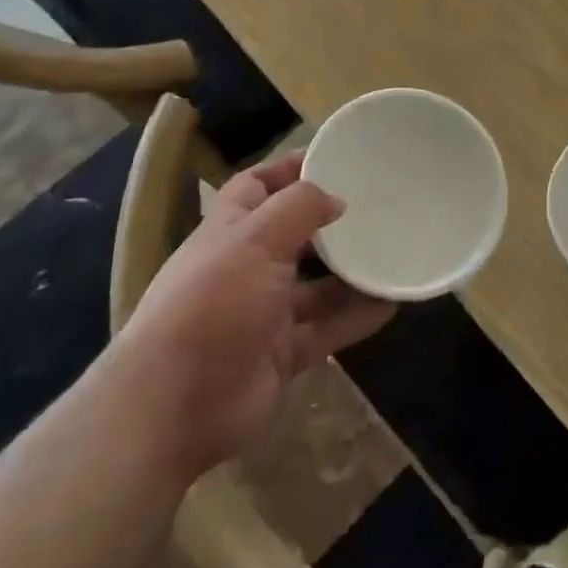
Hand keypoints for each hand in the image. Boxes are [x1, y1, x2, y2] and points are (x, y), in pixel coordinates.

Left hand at [113, 150, 394, 482]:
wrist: (173, 408)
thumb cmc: (212, 304)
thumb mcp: (256, 240)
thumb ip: (299, 208)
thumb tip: (336, 199)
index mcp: (229, 232)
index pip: (256, 186)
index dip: (288, 169)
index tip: (335, 158)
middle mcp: (245, 269)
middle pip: (293, 236)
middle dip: (330, 223)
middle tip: (378, 207)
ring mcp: (263, 315)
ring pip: (316, 286)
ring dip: (351, 272)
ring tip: (394, 253)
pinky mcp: (281, 355)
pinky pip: (327, 329)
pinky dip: (356, 317)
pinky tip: (392, 303)